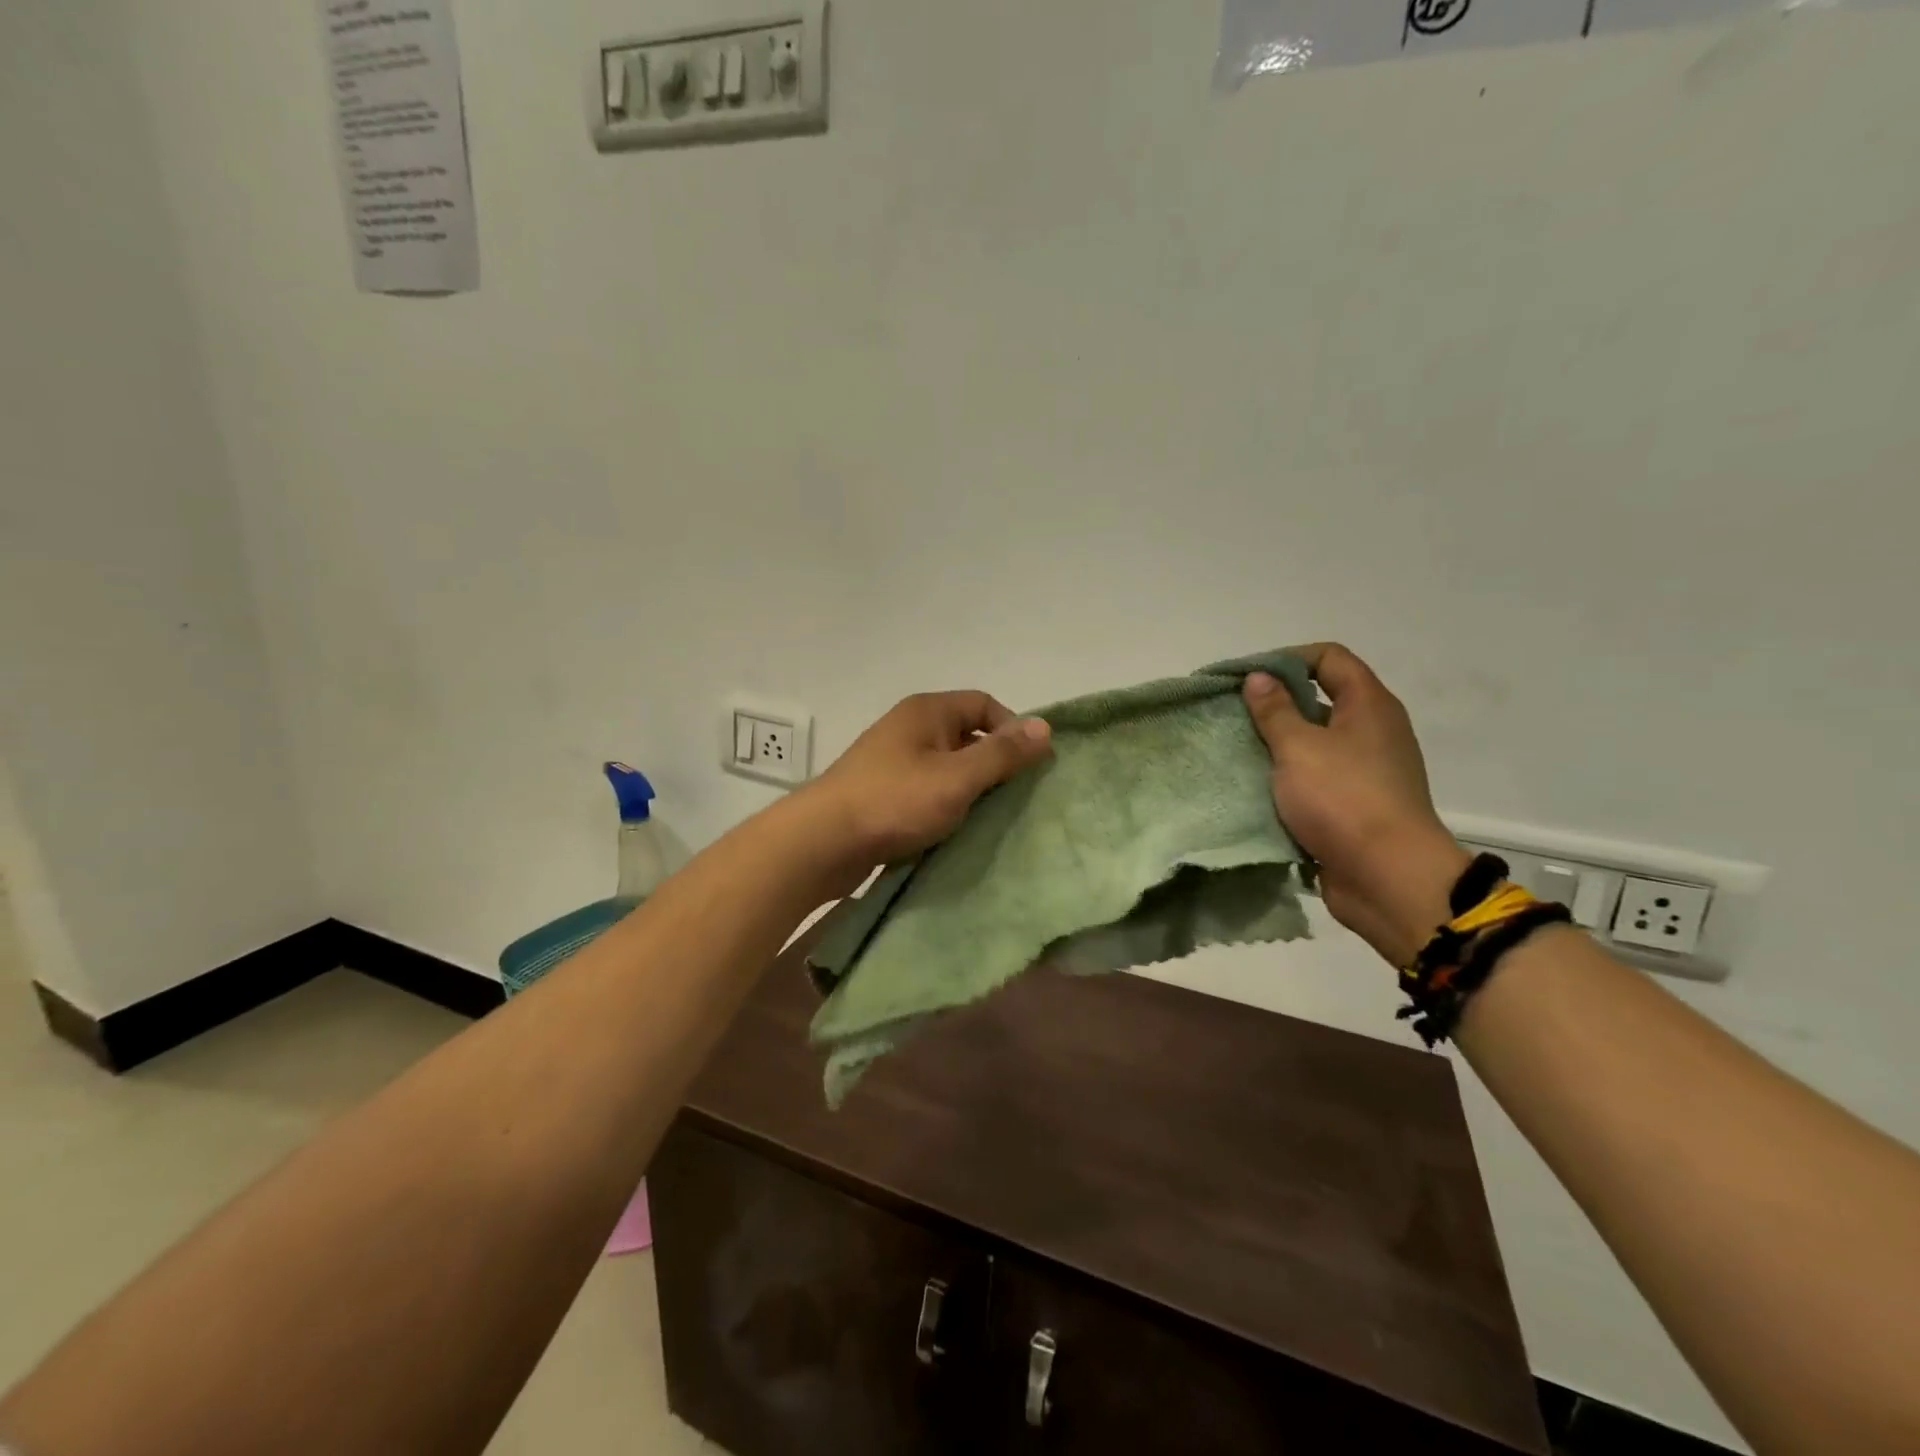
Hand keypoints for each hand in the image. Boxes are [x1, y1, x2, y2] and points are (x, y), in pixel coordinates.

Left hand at [800, 691, 1052, 887]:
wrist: (823, 841)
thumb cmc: (895, 801)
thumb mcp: (957, 777)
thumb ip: (1002, 754)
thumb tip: (1045, 726)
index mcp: (927, 711)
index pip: (984, 704)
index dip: (1012, 730)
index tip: (1030, 766)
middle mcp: (910, 728)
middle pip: (966, 735)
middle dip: (994, 763)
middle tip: (1016, 797)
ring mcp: (893, 760)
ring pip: (947, 766)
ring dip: (970, 788)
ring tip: (991, 817)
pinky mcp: (883, 792)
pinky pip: (927, 789)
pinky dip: (946, 804)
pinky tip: (957, 829)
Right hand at [1242, 645, 1469, 966]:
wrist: (1387, 877)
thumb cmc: (1343, 799)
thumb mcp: (1298, 747)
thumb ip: (1275, 710)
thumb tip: (1259, 678)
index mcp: (1369, 705)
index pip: (1329, 658)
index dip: (1287, 659)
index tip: (1248, 678)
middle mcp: (1373, 731)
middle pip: (1320, 700)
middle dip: (1276, 705)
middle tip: (1234, 715)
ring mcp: (1367, 771)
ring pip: (1315, 743)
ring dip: (1278, 746)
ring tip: (1238, 751)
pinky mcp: (1355, 805)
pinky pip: (1316, 780)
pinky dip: (1288, 779)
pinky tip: (1256, 787)